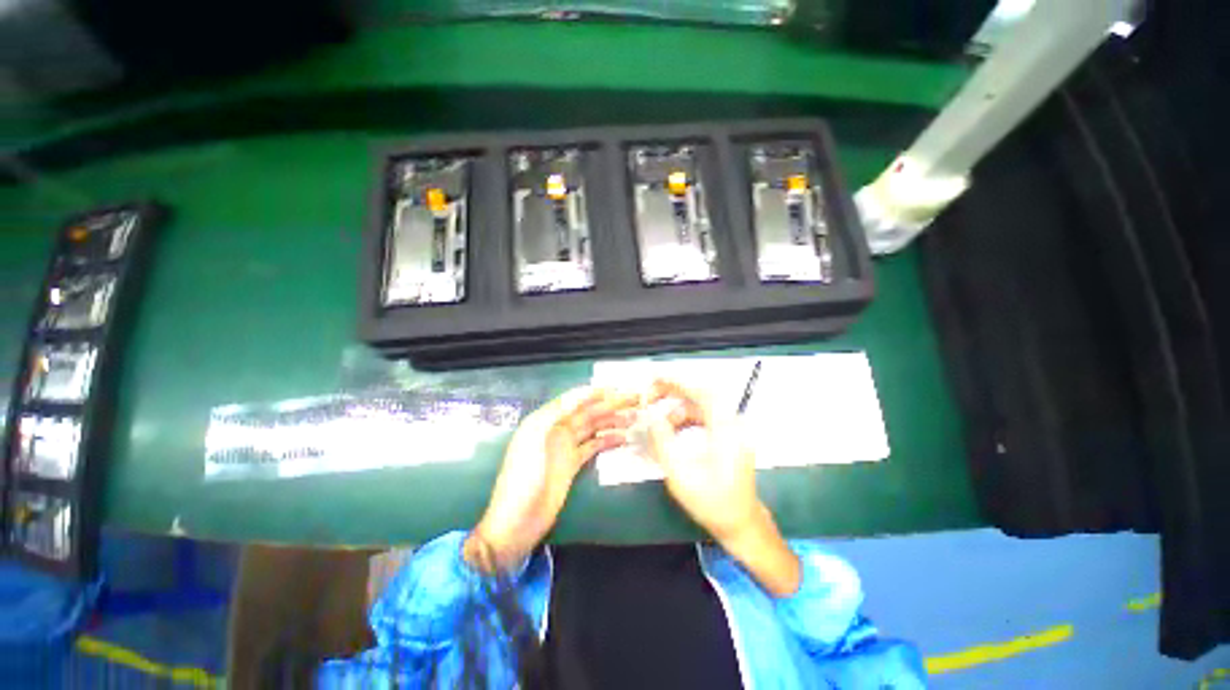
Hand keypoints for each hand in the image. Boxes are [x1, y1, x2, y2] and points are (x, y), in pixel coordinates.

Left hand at [467, 387, 639, 571]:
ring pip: (593, 427)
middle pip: (587, 412)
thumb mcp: (535, 438)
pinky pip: (593, 446)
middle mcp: (556, 429)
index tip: (617, 388)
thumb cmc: (524, 477)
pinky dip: (607, 440)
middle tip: (634, 399)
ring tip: (634, 417)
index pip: (574, 400)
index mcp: (545, 420)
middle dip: (610, 404)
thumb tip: (582, 393)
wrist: (518, 521)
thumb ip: (557, 413)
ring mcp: (565, 447)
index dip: (595, 393)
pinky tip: (623, 438)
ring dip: (612, 421)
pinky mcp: (572, 464)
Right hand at [644, 379, 759, 543]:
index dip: (679, 383)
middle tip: (652, 396)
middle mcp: (732, 425)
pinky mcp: (729, 437)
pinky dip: (686, 420)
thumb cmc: (712, 502)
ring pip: (701, 408)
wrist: (740, 523)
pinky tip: (673, 432)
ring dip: (679, 411)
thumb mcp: (680, 474)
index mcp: (726, 431)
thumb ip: (663, 441)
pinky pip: (704, 419)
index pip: (702, 394)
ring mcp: (732, 431)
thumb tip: (652, 416)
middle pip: (701, 397)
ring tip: (659, 424)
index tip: (657, 379)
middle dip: (674, 393)